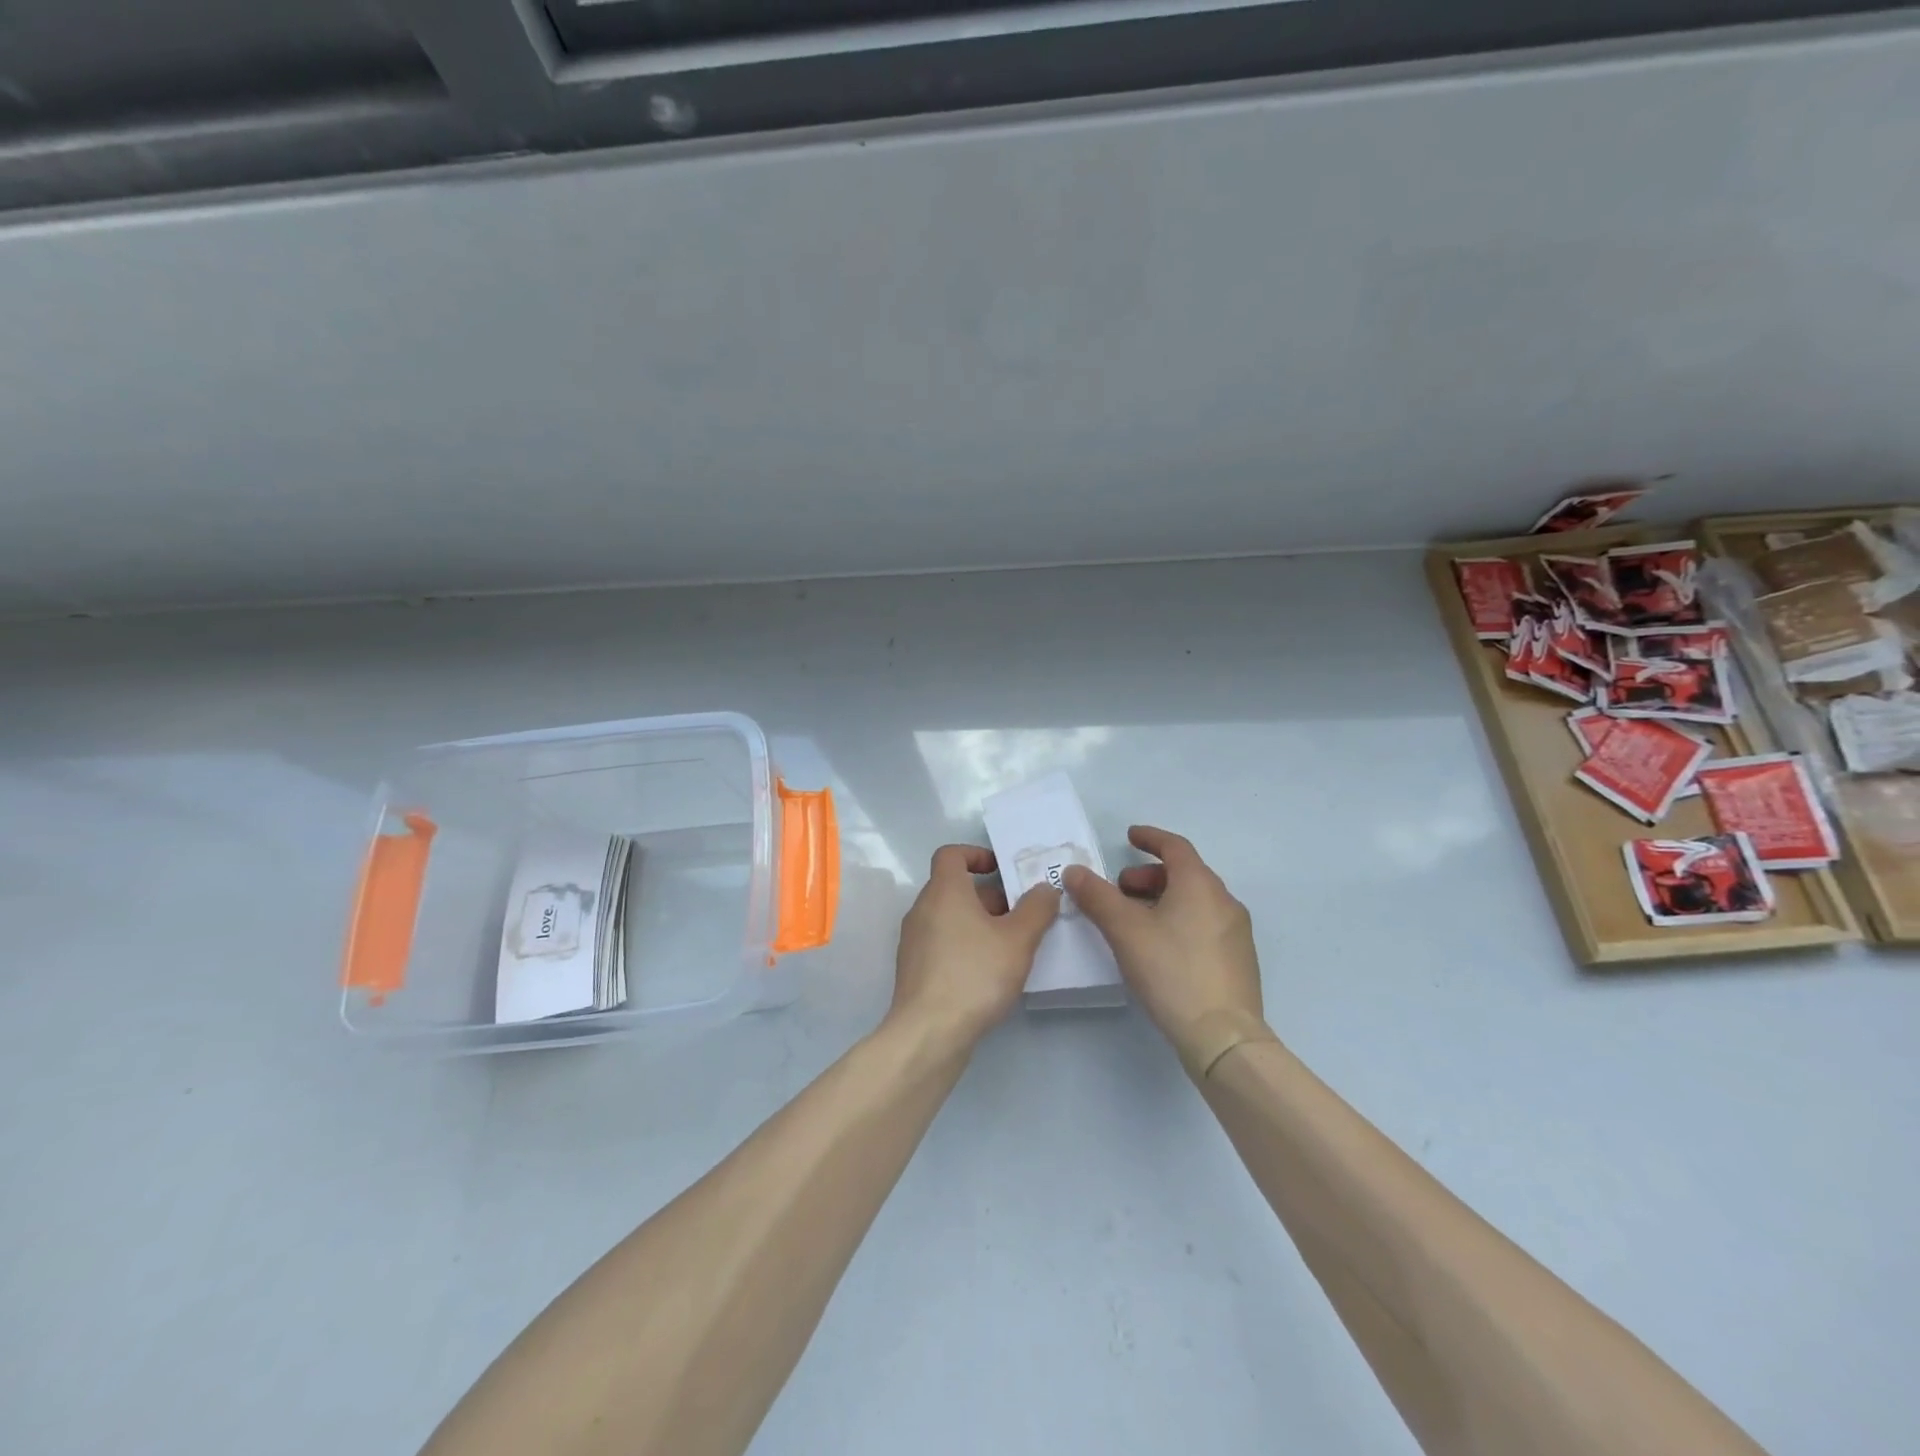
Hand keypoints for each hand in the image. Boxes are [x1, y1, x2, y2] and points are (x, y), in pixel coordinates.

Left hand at [888, 844, 1060, 1050]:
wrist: (929, 1033)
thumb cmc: (974, 975)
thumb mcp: (1018, 940)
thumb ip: (1036, 909)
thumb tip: (1044, 888)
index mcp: (944, 891)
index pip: (951, 854)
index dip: (977, 854)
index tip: (1002, 870)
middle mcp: (922, 909)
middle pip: (954, 888)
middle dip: (990, 896)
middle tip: (1022, 915)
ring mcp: (914, 941)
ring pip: (950, 918)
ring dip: (980, 923)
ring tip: (1012, 946)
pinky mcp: (914, 970)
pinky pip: (943, 943)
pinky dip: (965, 945)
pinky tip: (990, 973)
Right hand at [1062, 826, 1262, 1049]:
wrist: (1223, 1036)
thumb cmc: (1171, 971)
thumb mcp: (1125, 930)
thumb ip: (1097, 896)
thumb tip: (1074, 871)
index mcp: (1200, 884)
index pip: (1175, 846)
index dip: (1150, 838)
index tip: (1129, 837)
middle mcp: (1224, 900)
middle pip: (1185, 874)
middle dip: (1149, 876)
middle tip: (1121, 890)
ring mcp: (1236, 932)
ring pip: (1195, 901)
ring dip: (1163, 899)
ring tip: (1134, 922)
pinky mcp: (1238, 960)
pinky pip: (1204, 924)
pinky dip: (1179, 920)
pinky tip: (1159, 948)